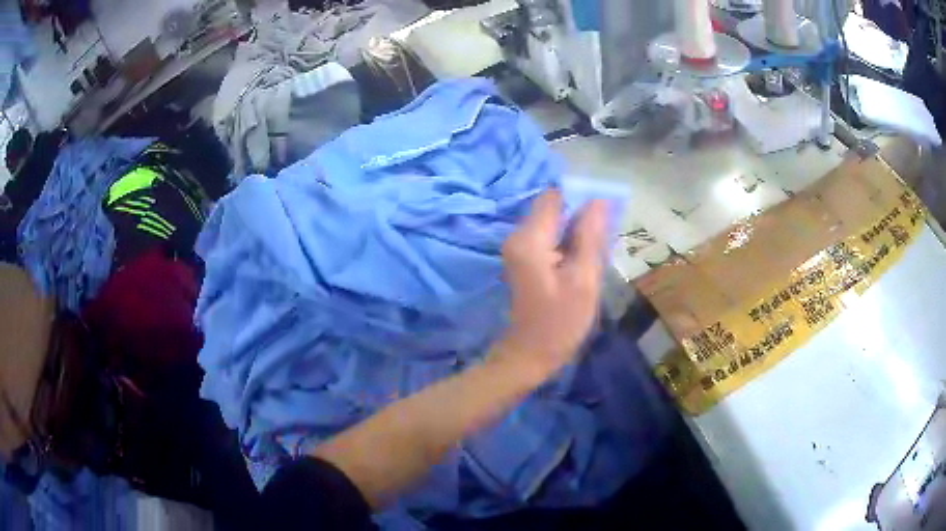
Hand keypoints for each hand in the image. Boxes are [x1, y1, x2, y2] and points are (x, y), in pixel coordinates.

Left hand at [496, 189, 607, 380]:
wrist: (530, 355)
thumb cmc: (560, 322)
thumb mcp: (583, 279)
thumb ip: (591, 236)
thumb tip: (600, 201)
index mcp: (529, 238)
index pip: (555, 197)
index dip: (581, 198)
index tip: (605, 214)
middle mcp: (518, 236)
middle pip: (553, 209)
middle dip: (581, 216)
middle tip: (605, 239)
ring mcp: (519, 249)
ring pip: (553, 224)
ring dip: (577, 232)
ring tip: (596, 254)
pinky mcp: (524, 260)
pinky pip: (549, 239)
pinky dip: (568, 244)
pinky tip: (583, 263)